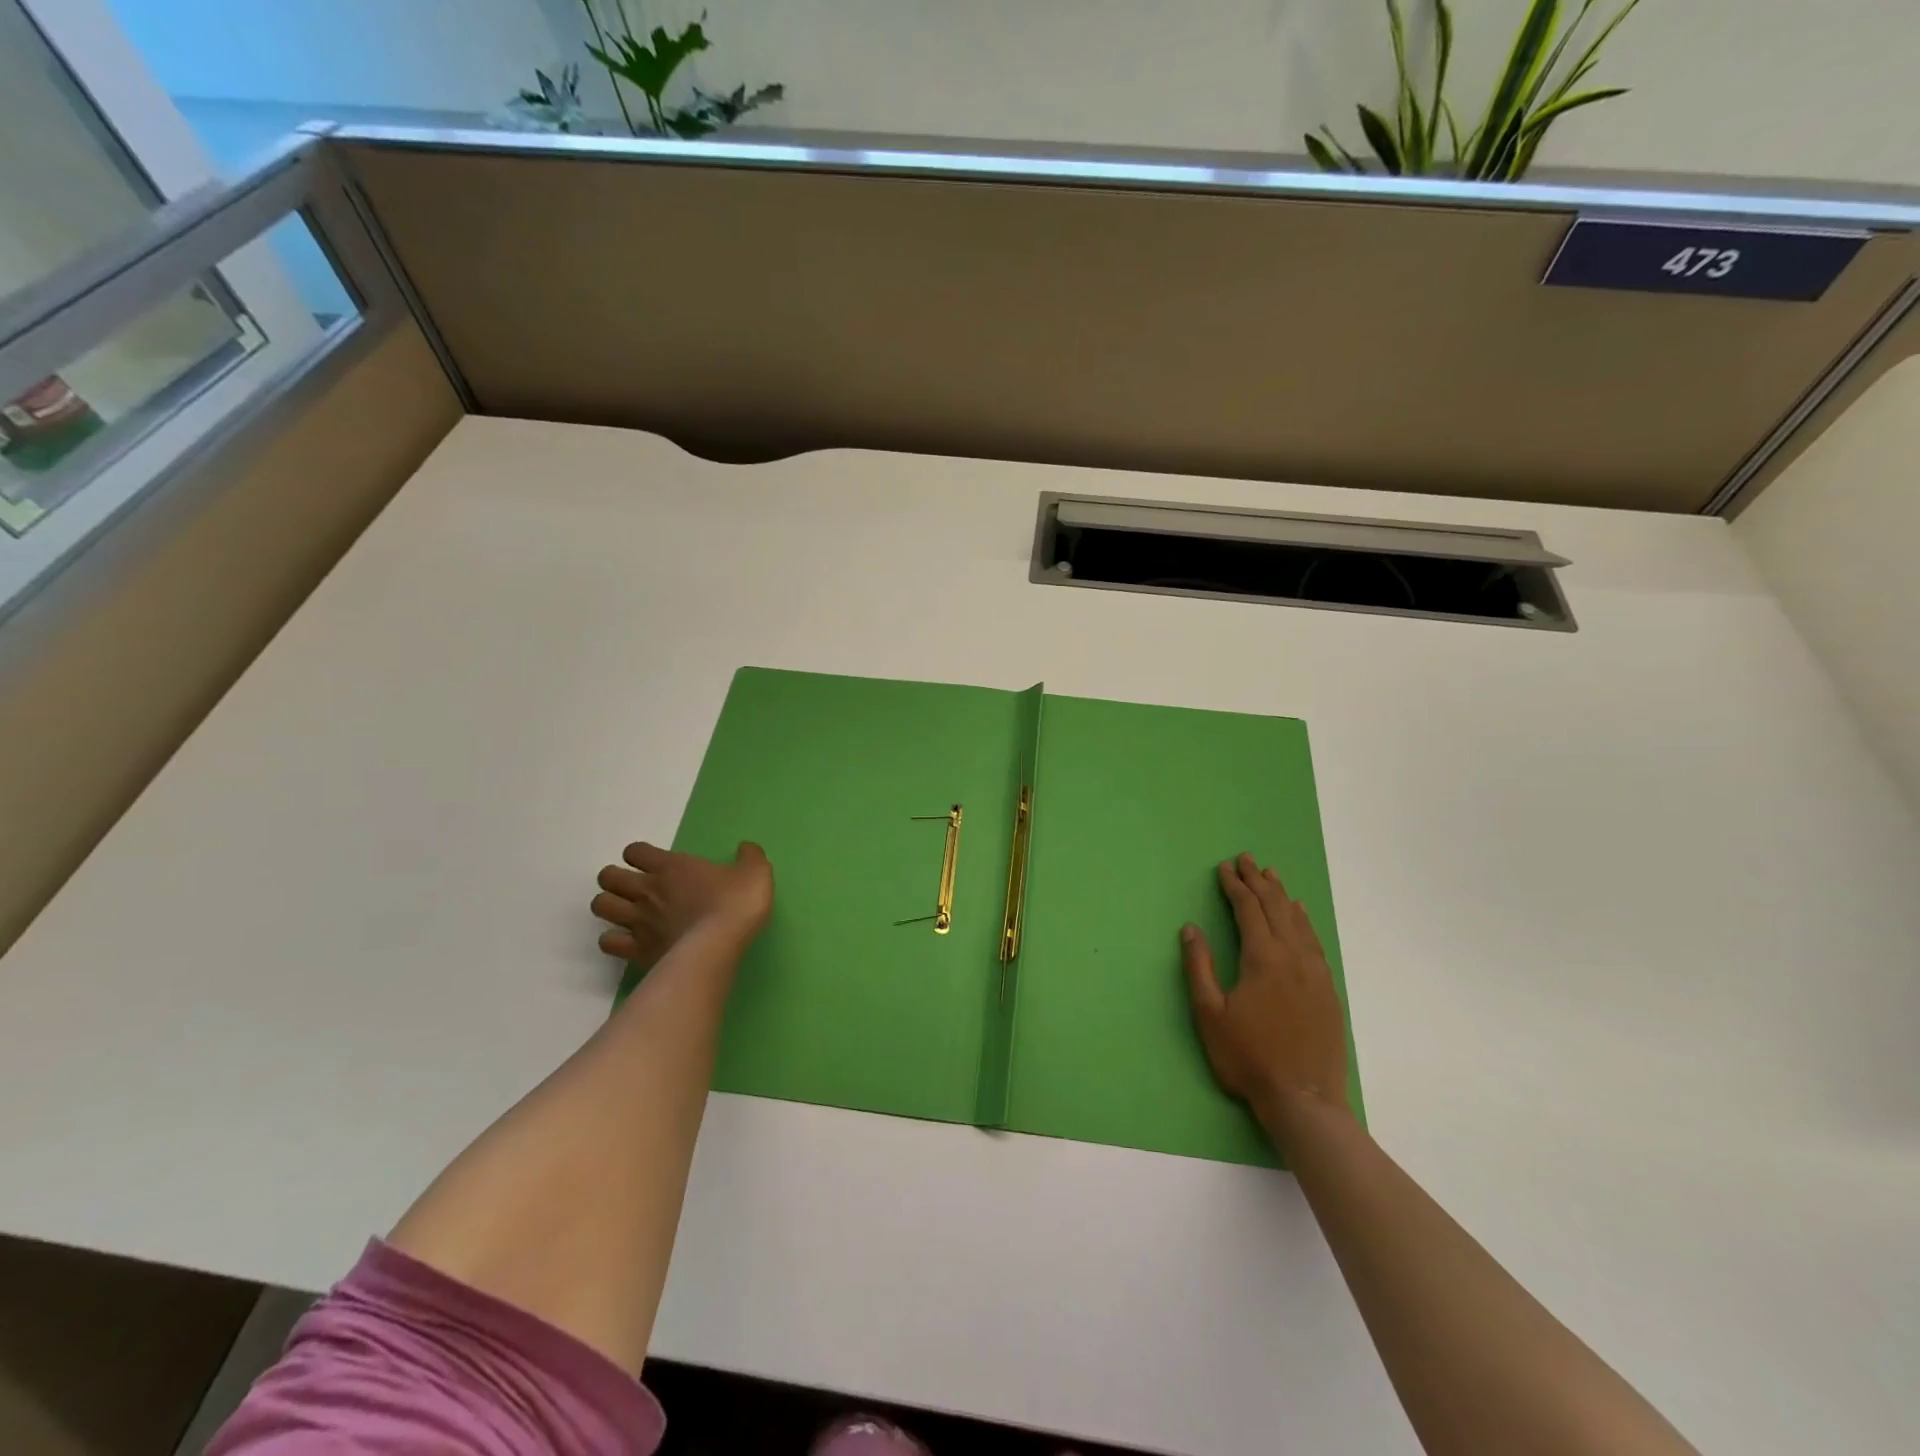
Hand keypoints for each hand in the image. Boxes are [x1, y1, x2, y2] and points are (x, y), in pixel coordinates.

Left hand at [591, 841, 772, 964]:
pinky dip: (614, 940)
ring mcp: (637, 920)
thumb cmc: (736, 902)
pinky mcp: (636, 949)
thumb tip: (746, 848)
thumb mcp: (755, 872)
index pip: (635, 851)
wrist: (720, 943)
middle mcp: (646, 889)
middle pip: (608, 877)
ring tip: (627, 912)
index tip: (654, 863)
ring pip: (600, 906)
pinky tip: (629, 941)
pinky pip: (608, 942)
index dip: (640, 855)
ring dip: (610, 906)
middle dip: (615, 880)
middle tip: (635, 888)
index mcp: (670, 866)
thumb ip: (750, 857)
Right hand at [1182, 852, 1350, 1134]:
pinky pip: (1314, 941)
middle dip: (1258, 881)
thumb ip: (1199, 967)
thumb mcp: (1210, 1014)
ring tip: (1271, 876)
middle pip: (1275, 908)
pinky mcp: (1327, 990)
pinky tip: (1299, 914)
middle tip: (1247, 859)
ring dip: (1282, 895)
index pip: (1248, 910)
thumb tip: (1191, 927)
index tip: (1224, 867)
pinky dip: (1303, 920)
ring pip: (1298, 921)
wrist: (1304, 1100)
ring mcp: (1314, 972)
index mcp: (1262, 958)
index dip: (1235, 886)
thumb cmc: (1248, 1057)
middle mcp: (1292, 956)